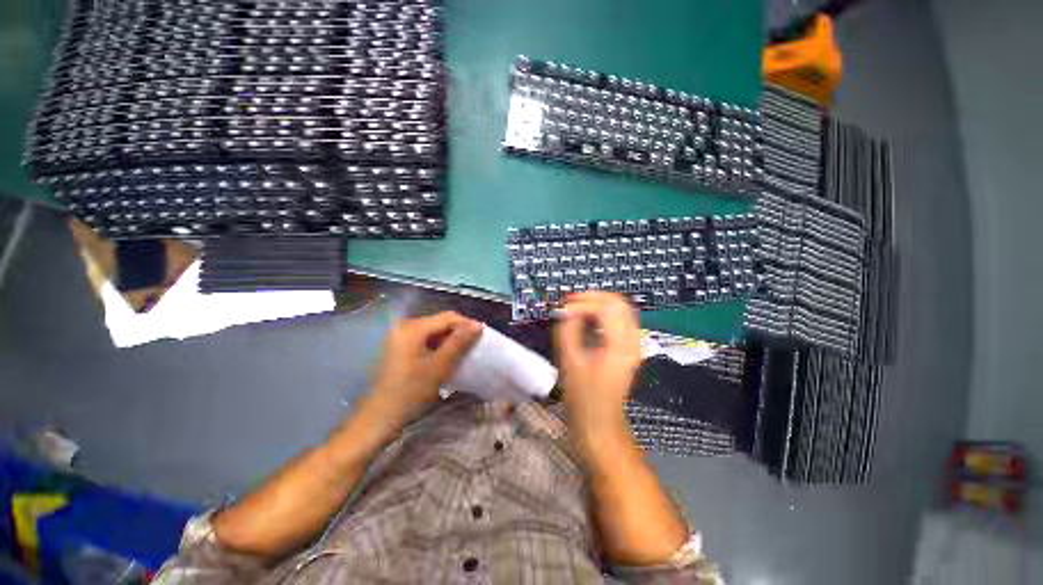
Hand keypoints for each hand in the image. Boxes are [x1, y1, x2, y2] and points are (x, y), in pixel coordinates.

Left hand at [367, 311, 481, 425]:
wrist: (380, 418)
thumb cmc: (411, 391)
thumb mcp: (440, 366)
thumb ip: (459, 343)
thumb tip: (477, 325)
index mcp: (413, 328)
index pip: (448, 317)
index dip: (467, 324)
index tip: (483, 336)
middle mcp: (405, 326)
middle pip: (440, 322)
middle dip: (459, 332)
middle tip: (475, 345)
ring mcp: (400, 337)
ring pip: (433, 331)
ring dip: (450, 340)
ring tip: (464, 351)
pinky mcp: (399, 348)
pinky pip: (425, 340)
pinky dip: (438, 346)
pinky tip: (447, 357)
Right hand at [554, 292, 641, 451]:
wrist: (600, 424)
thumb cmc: (583, 398)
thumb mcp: (571, 362)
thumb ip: (569, 331)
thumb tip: (568, 311)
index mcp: (619, 346)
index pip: (606, 309)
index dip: (583, 304)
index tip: (564, 309)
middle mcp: (632, 342)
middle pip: (619, 304)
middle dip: (595, 297)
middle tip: (572, 301)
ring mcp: (633, 345)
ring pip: (621, 310)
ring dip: (600, 304)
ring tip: (577, 307)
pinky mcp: (628, 350)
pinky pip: (620, 321)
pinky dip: (604, 314)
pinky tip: (588, 319)